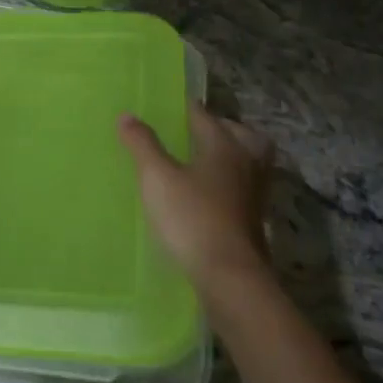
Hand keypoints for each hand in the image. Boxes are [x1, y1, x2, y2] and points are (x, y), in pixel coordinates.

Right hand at [119, 103, 273, 298]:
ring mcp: (254, 193)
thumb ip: (142, 144)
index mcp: (224, 144)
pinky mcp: (254, 220)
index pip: (203, 114)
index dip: (183, 107)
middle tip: (192, 132)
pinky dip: (229, 183)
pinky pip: (243, 188)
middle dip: (218, 128)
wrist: (229, 277)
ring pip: (247, 161)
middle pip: (238, 134)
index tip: (164, 105)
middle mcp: (246, 162)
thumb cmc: (192, 218)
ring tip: (201, 162)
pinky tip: (207, 195)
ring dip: (229, 156)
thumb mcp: (157, 178)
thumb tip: (127, 115)